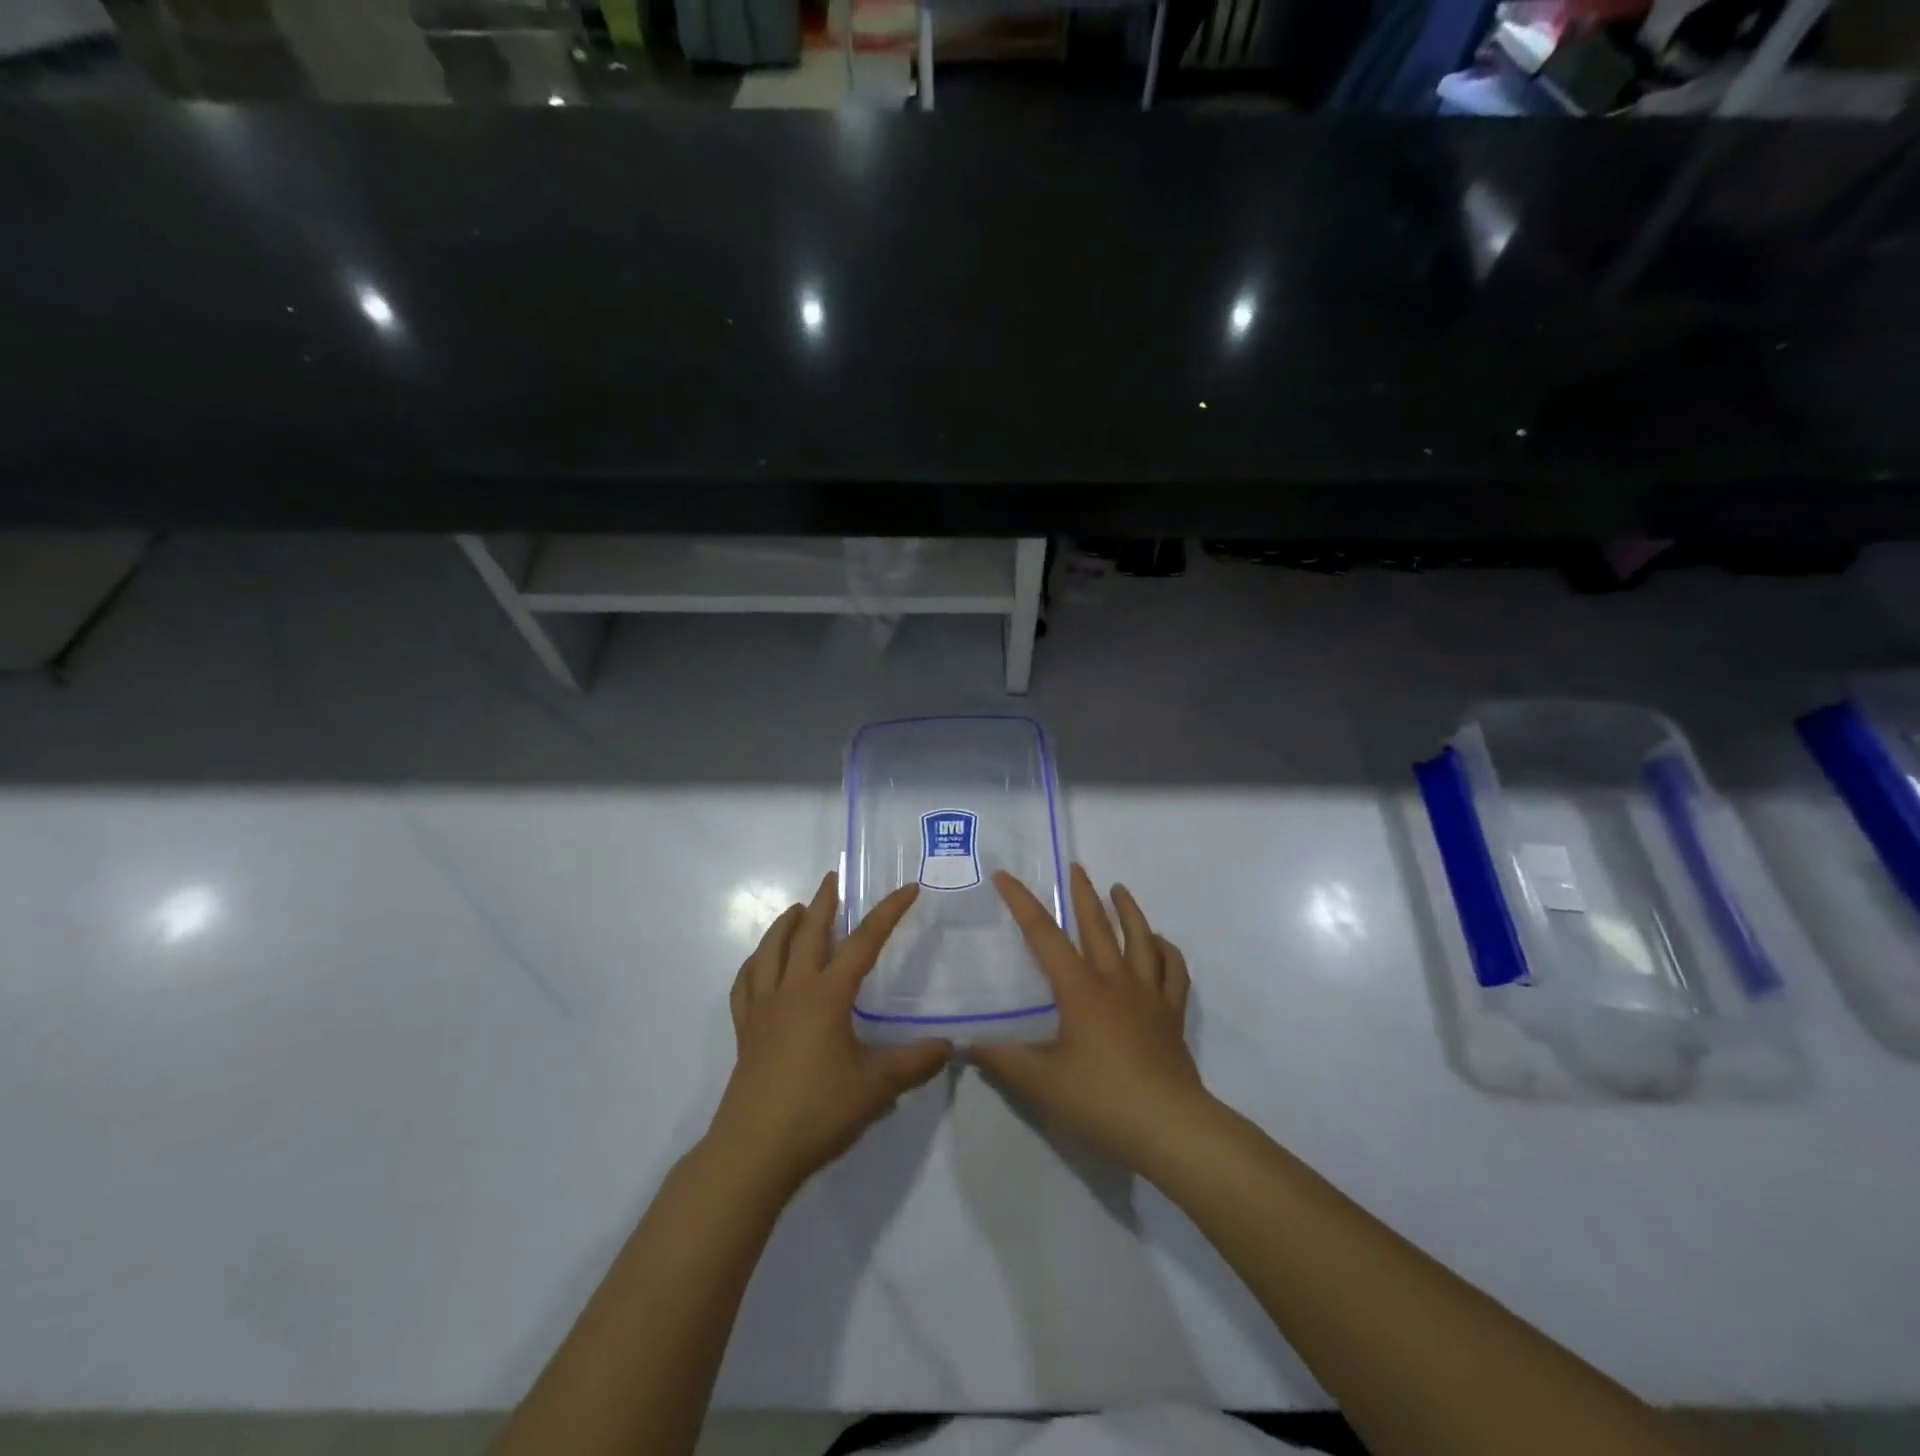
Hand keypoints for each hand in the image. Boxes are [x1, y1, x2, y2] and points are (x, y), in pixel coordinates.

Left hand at [707, 872, 951, 1198]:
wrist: (753, 1152)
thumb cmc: (818, 1111)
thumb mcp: (876, 1088)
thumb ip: (914, 1063)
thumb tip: (948, 1047)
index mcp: (826, 995)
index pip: (863, 942)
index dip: (887, 913)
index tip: (907, 889)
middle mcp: (792, 991)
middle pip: (807, 933)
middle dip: (823, 902)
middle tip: (832, 879)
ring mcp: (763, 1009)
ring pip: (770, 951)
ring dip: (784, 925)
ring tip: (796, 910)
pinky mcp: (745, 1031)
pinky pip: (746, 984)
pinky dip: (755, 963)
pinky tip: (761, 964)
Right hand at [972, 864, 1213, 1177]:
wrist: (1170, 1127)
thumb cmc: (1102, 1101)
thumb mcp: (1042, 1085)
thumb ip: (1004, 1061)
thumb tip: (967, 1045)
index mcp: (1080, 990)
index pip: (1044, 936)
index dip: (1022, 903)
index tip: (1005, 876)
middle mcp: (1115, 981)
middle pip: (1097, 925)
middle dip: (1082, 893)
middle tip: (1075, 867)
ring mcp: (1148, 995)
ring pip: (1140, 939)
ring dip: (1128, 910)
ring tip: (1119, 889)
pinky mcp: (1172, 1014)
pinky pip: (1173, 971)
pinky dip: (1166, 950)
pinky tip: (1159, 943)